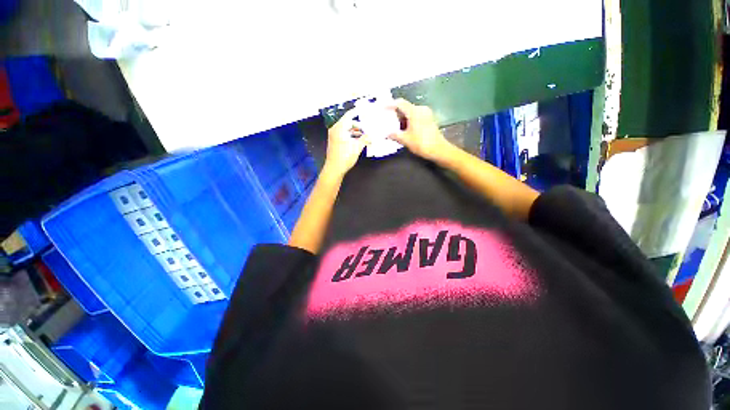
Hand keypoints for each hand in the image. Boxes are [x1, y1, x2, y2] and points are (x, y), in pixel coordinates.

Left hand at [323, 109, 369, 177]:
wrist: (334, 169)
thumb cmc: (345, 157)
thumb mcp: (357, 147)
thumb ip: (365, 139)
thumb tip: (371, 135)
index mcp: (339, 128)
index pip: (349, 115)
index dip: (358, 111)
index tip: (365, 108)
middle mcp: (335, 129)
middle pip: (349, 123)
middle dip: (359, 125)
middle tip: (369, 128)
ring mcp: (334, 136)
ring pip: (347, 129)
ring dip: (357, 132)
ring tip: (366, 136)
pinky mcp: (335, 142)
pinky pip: (345, 134)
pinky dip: (352, 136)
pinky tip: (359, 141)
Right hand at [388, 98, 452, 161]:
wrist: (438, 149)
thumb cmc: (421, 143)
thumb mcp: (405, 140)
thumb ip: (394, 135)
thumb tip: (386, 134)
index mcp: (414, 111)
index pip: (400, 103)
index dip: (389, 104)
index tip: (382, 108)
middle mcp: (421, 109)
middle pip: (405, 107)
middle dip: (395, 113)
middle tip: (386, 119)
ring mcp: (426, 114)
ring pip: (410, 112)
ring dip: (401, 118)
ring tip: (393, 125)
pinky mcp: (428, 119)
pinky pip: (415, 116)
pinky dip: (408, 120)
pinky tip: (403, 128)